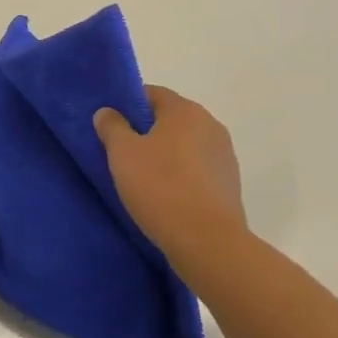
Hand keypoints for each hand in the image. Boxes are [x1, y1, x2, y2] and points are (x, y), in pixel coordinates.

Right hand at [93, 86, 246, 260]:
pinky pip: (198, 171)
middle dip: (146, 132)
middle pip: (170, 120)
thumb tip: (108, 112)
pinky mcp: (230, 185)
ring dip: (166, 156)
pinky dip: (182, 177)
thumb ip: (112, 126)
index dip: (128, 106)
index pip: (151, 94)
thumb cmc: (161, 188)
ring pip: (185, 146)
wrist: (208, 243)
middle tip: (121, 154)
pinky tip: (166, 198)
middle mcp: (211, 125)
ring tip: (143, 180)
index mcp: (186, 110)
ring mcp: (224, 156)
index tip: (111, 126)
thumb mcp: (122, 153)